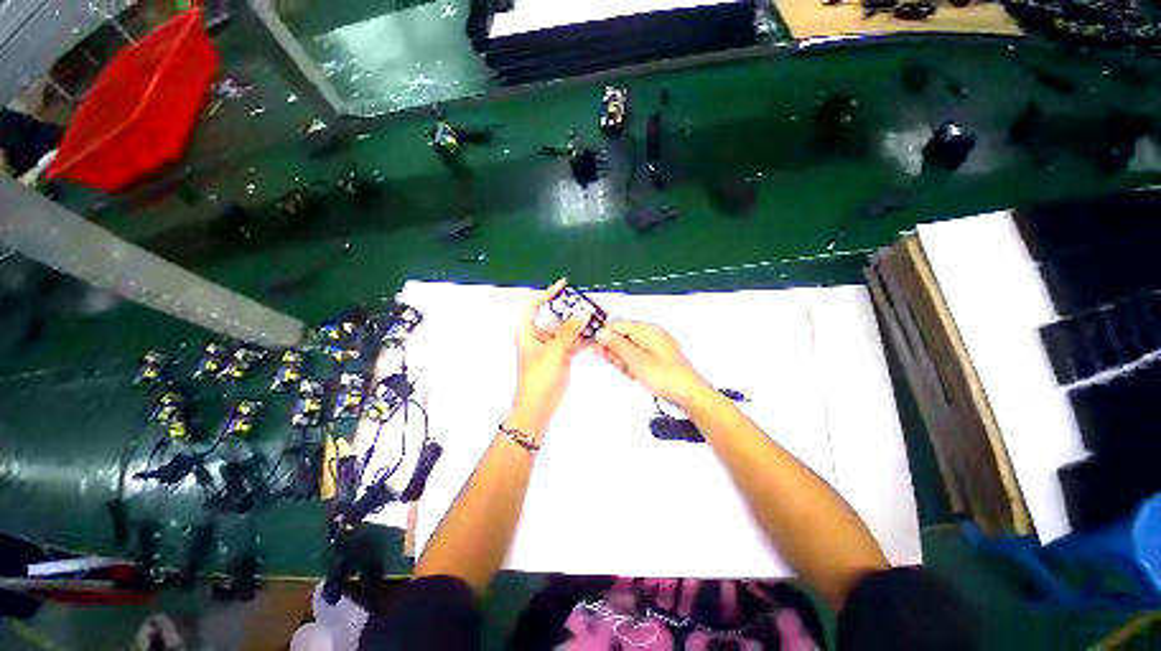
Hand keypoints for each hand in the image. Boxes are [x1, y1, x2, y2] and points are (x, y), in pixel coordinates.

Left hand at [507, 279, 588, 437]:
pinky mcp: (562, 356)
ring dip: (581, 322)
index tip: (564, 285)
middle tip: (588, 302)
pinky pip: (574, 341)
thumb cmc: (537, 380)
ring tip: (596, 314)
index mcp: (528, 331)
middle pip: (555, 315)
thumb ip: (568, 331)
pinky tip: (595, 331)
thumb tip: (582, 314)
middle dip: (572, 308)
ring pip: (567, 329)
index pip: (535, 304)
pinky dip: (583, 337)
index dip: (548, 292)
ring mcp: (551, 346)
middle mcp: (539, 336)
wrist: (538, 407)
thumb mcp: (553, 351)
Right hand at [595, 321, 710, 407]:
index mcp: (647, 330)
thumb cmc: (667, 379)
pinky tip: (637, 375)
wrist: (690, 396)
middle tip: (621, 366)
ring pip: (629, 347)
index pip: (617, 324)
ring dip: (624, 360)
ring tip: (633, 373)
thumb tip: (601, 332)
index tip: (597, 350)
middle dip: (616, 351)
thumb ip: (617, 345)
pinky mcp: (657, 356)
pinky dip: (633, 365)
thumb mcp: (636, 362)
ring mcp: (655, 345)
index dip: (604, 336)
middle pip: (622, 335)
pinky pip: (637, 356)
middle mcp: (651, 334)